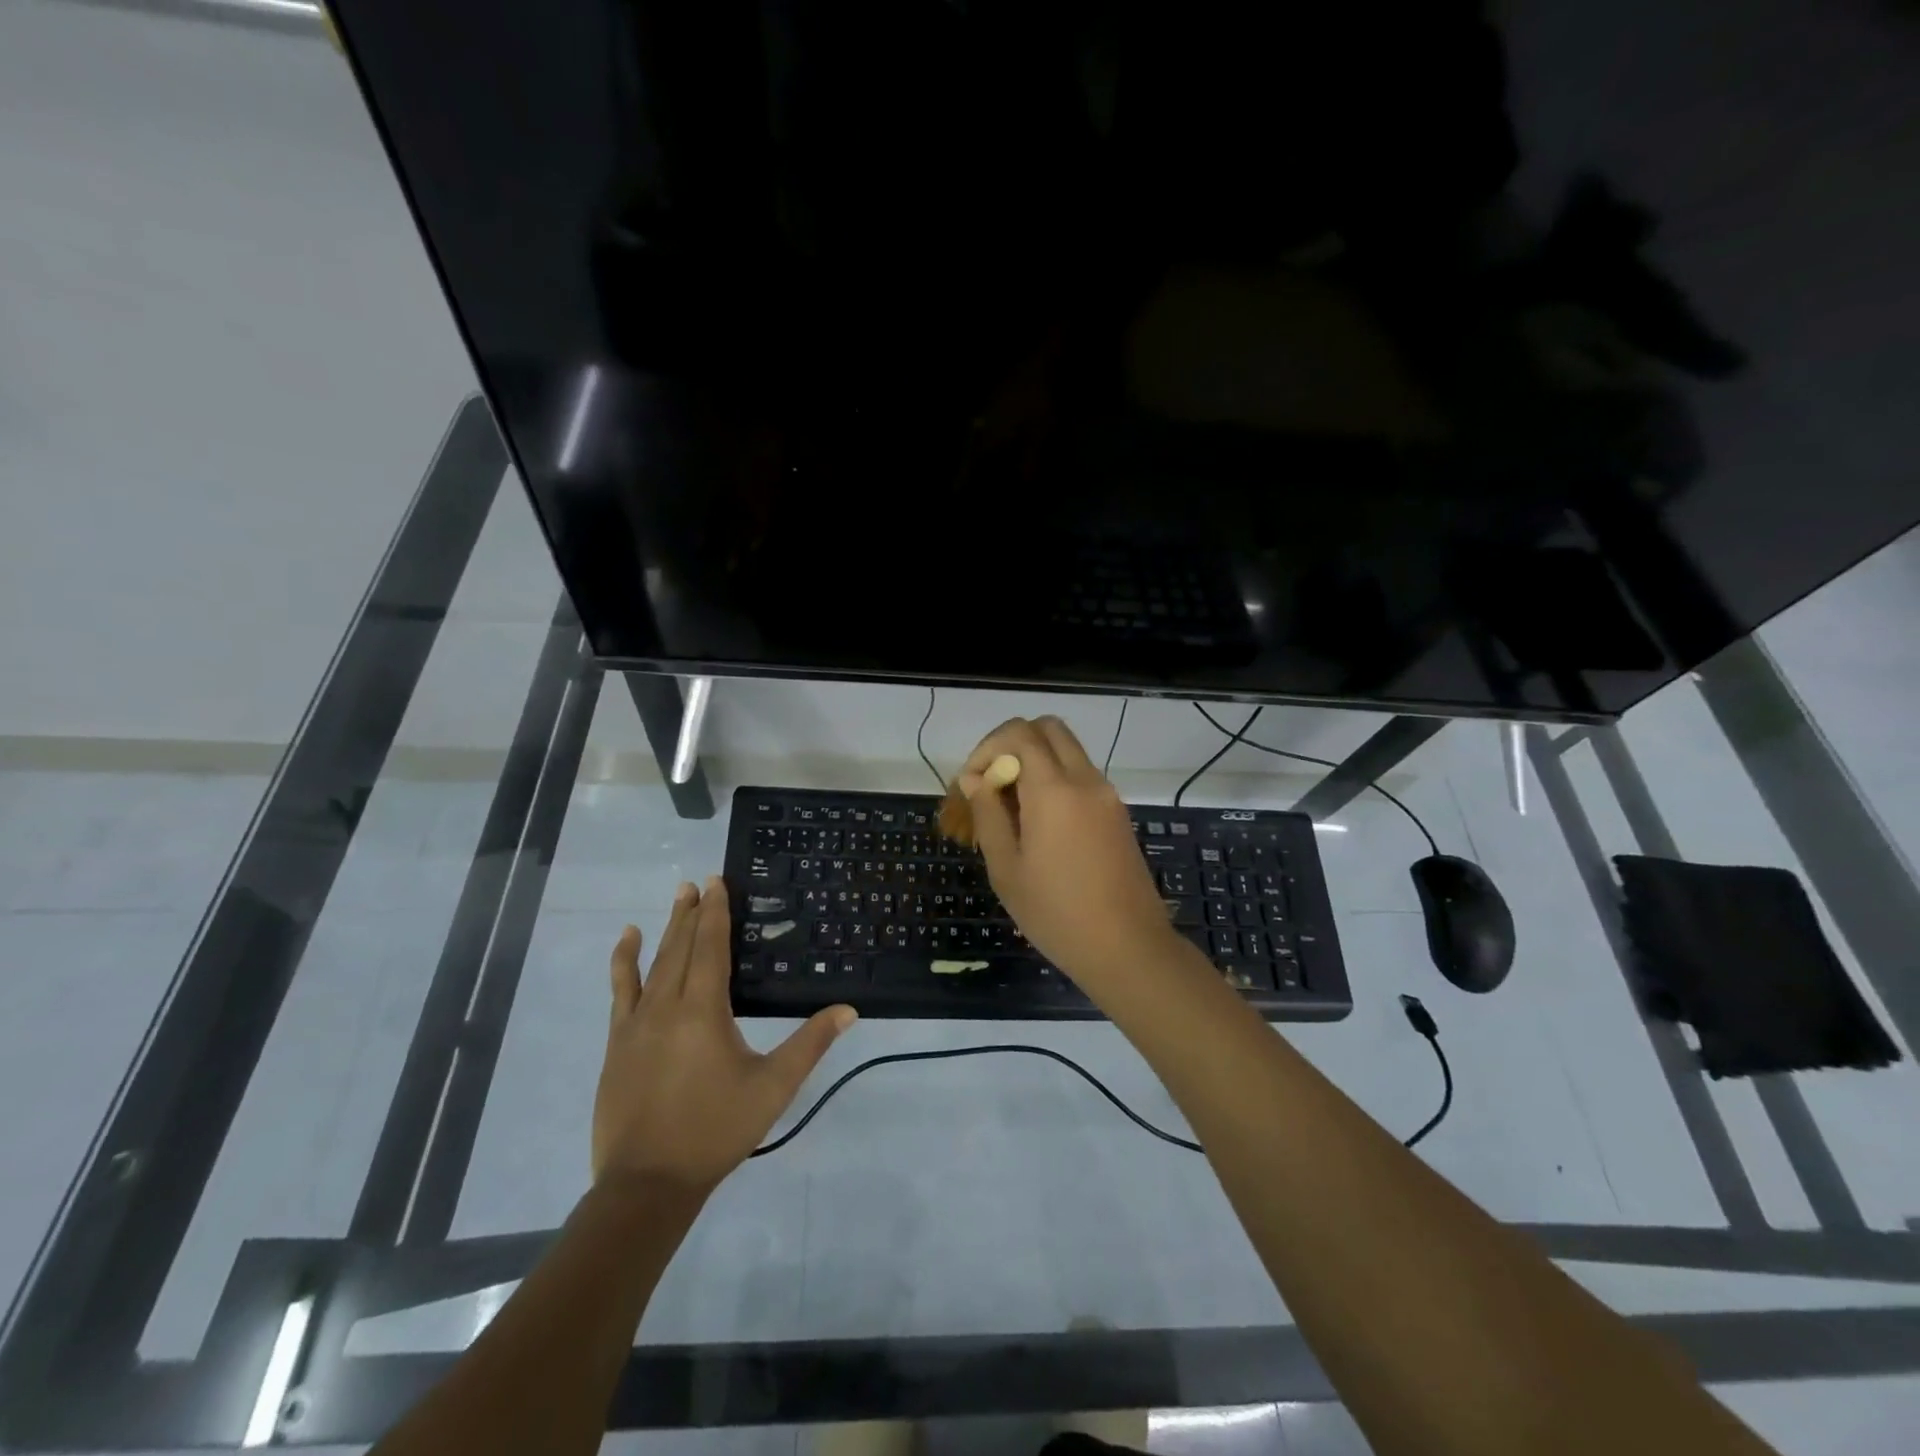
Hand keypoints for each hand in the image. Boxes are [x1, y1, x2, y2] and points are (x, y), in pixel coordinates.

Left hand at [594, 878, 856, 1194]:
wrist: (648, 1183)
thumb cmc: (716, 1129)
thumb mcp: (773, 1087)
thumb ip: (810, 1044)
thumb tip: (849, 1009)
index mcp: (704, 1010)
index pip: (711, 947)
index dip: (715, 912)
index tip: (717, 881)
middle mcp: (667, 1005)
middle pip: (682, 947)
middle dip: (693, 913)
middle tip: (699, 882)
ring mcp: (636, 1023)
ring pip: (653, 963)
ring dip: (665, 929)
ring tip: (675, 899)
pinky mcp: (618, 1043)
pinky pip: (620, 991)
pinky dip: (623, 962)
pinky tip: (626, 942)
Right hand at [958, 716, 1185, 988]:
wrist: (1128, 947)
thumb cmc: (1057, 913)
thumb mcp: (1007, 869)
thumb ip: (988, 815)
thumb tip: (974, 779)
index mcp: (1054, 790)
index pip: (1019, 733)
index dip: (988, 747)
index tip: (973, 783)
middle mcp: (1085, 780)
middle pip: (1048, 728)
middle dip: (1013, 743)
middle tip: (994, 783)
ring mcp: (1107, 795)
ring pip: (1068, 750)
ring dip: (1036, 761)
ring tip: (1012, 809)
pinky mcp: (1118, 813)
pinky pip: (1082, 775)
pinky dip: (1056, 780)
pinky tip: (1040, 824)